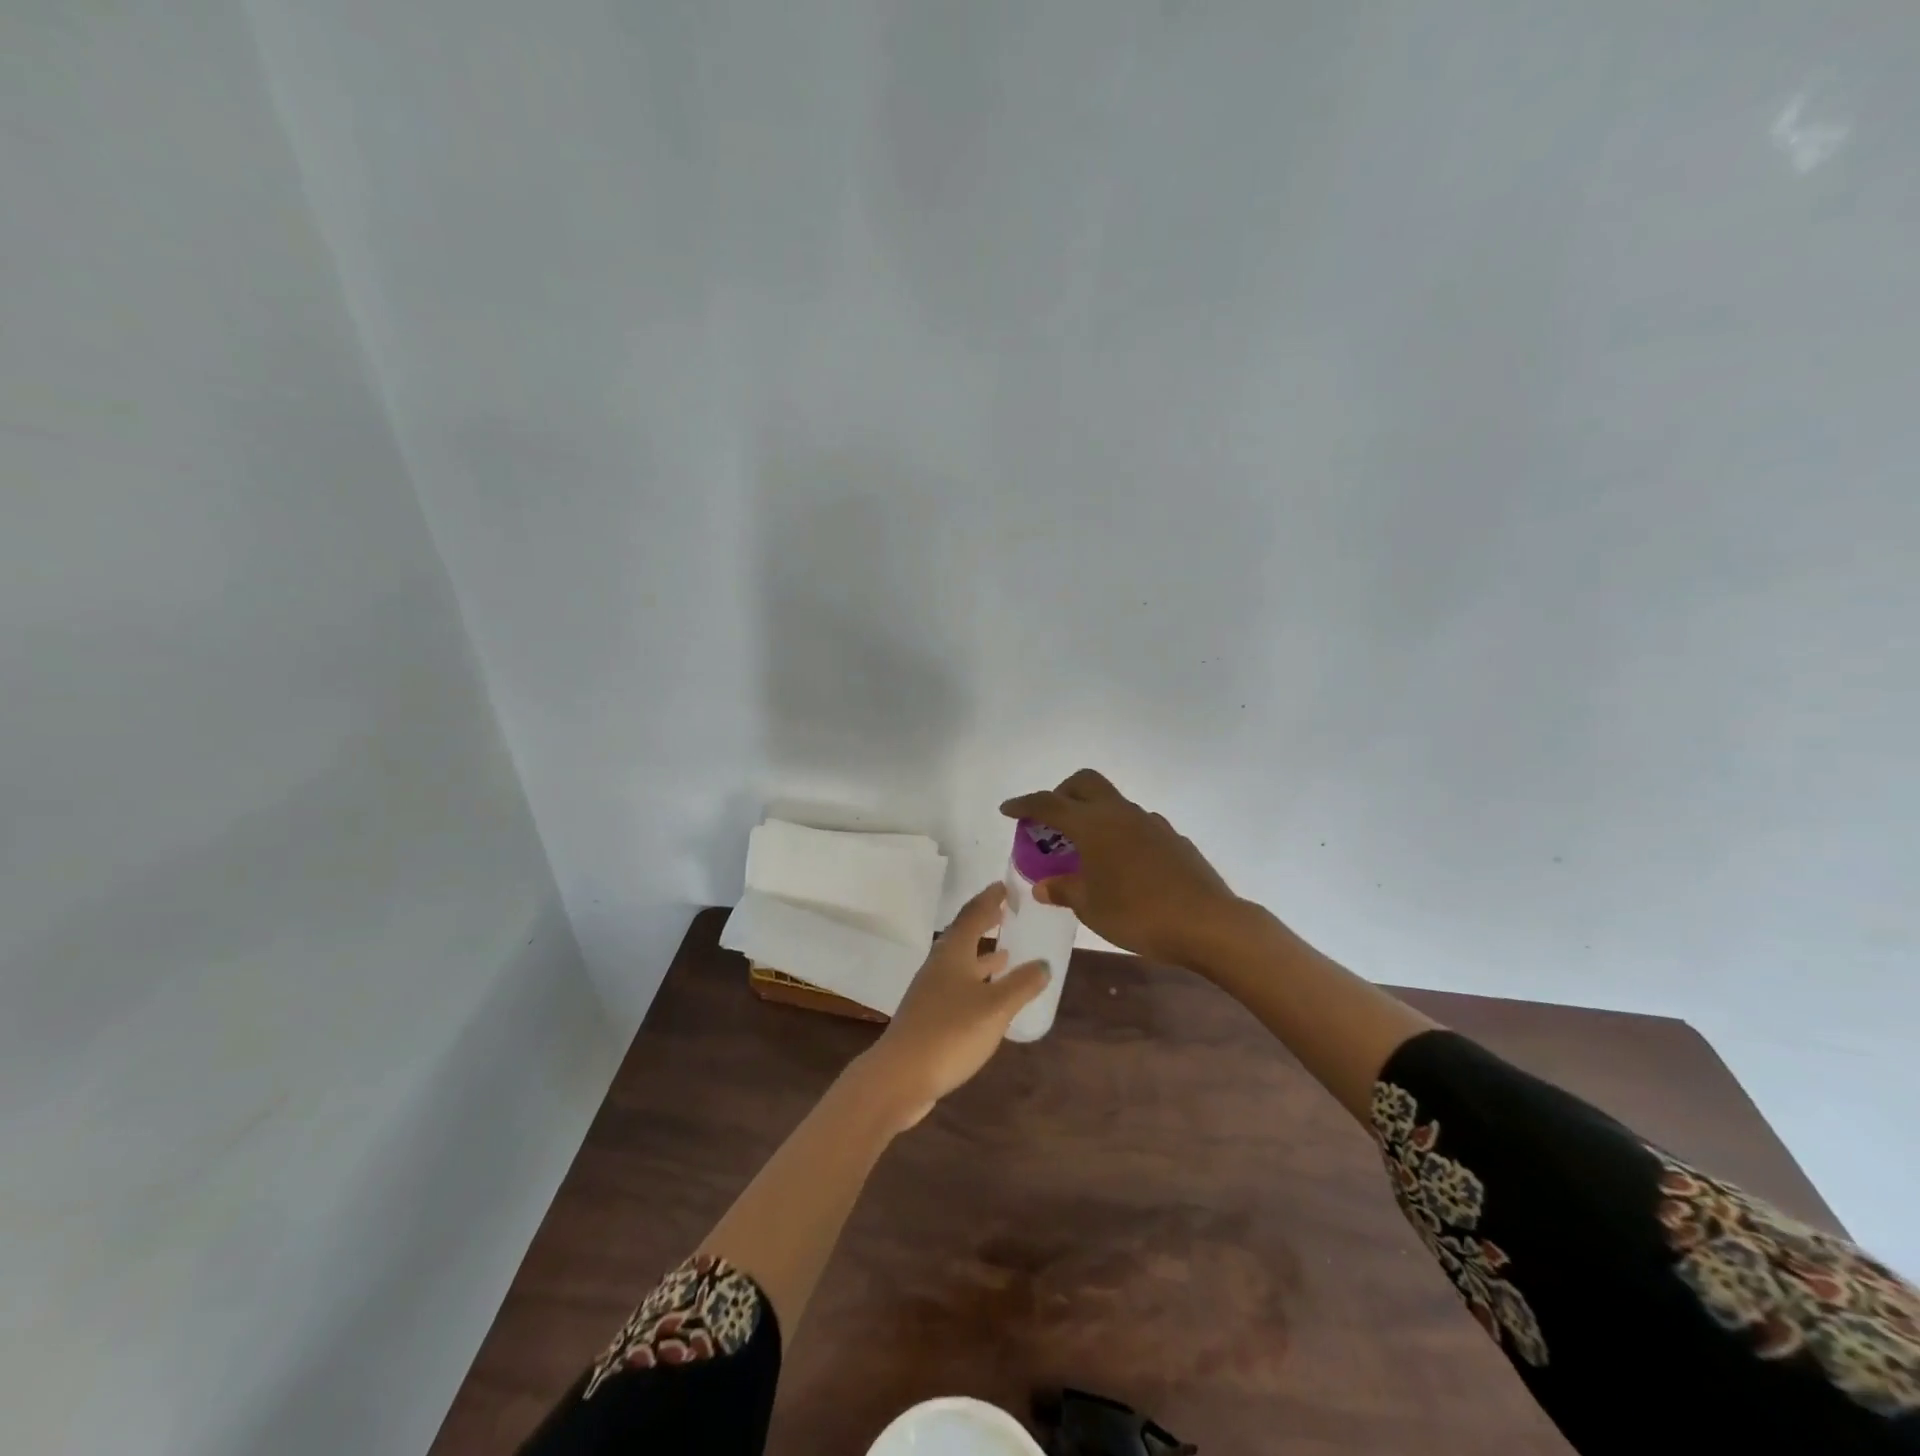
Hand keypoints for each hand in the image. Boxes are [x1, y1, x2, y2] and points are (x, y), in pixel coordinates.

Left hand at [857, 883, 1048, 1132]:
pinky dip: (976, 982)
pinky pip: (958, 986)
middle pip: (963, 936)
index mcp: (953, 953)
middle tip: (1006, 912)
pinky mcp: (929, 1015)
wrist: (900, 1076)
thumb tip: (1043, 963)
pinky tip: (989, 997)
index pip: (973, 915)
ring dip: (982, 956)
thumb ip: (1022, 984)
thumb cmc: (950, 1033)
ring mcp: (930, 991)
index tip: (1005, 886)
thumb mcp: (995, 1008)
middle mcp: (939, 965)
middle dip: (985, 923)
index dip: (989, 899)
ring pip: (960, 963)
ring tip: (1006, 953)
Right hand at [1000, 768, 1237, 965]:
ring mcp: (1150, 823)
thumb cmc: (1138, 914)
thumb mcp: (1090, 907)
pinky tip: (1122, 867)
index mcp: (1093, 825)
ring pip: (1113, 803)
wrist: (1208, 923)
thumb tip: (1043, 886)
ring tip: (1085, 852)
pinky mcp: (1172, 839)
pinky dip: (1119, 834)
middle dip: (1062, 794)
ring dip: (1093, 816)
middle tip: (1051, 822)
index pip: (1049, 804)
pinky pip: (1136, 825)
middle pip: (1085, 783)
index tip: (1007, 809)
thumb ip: (1063, 890)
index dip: (1024, 804)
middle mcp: (1120, 814)